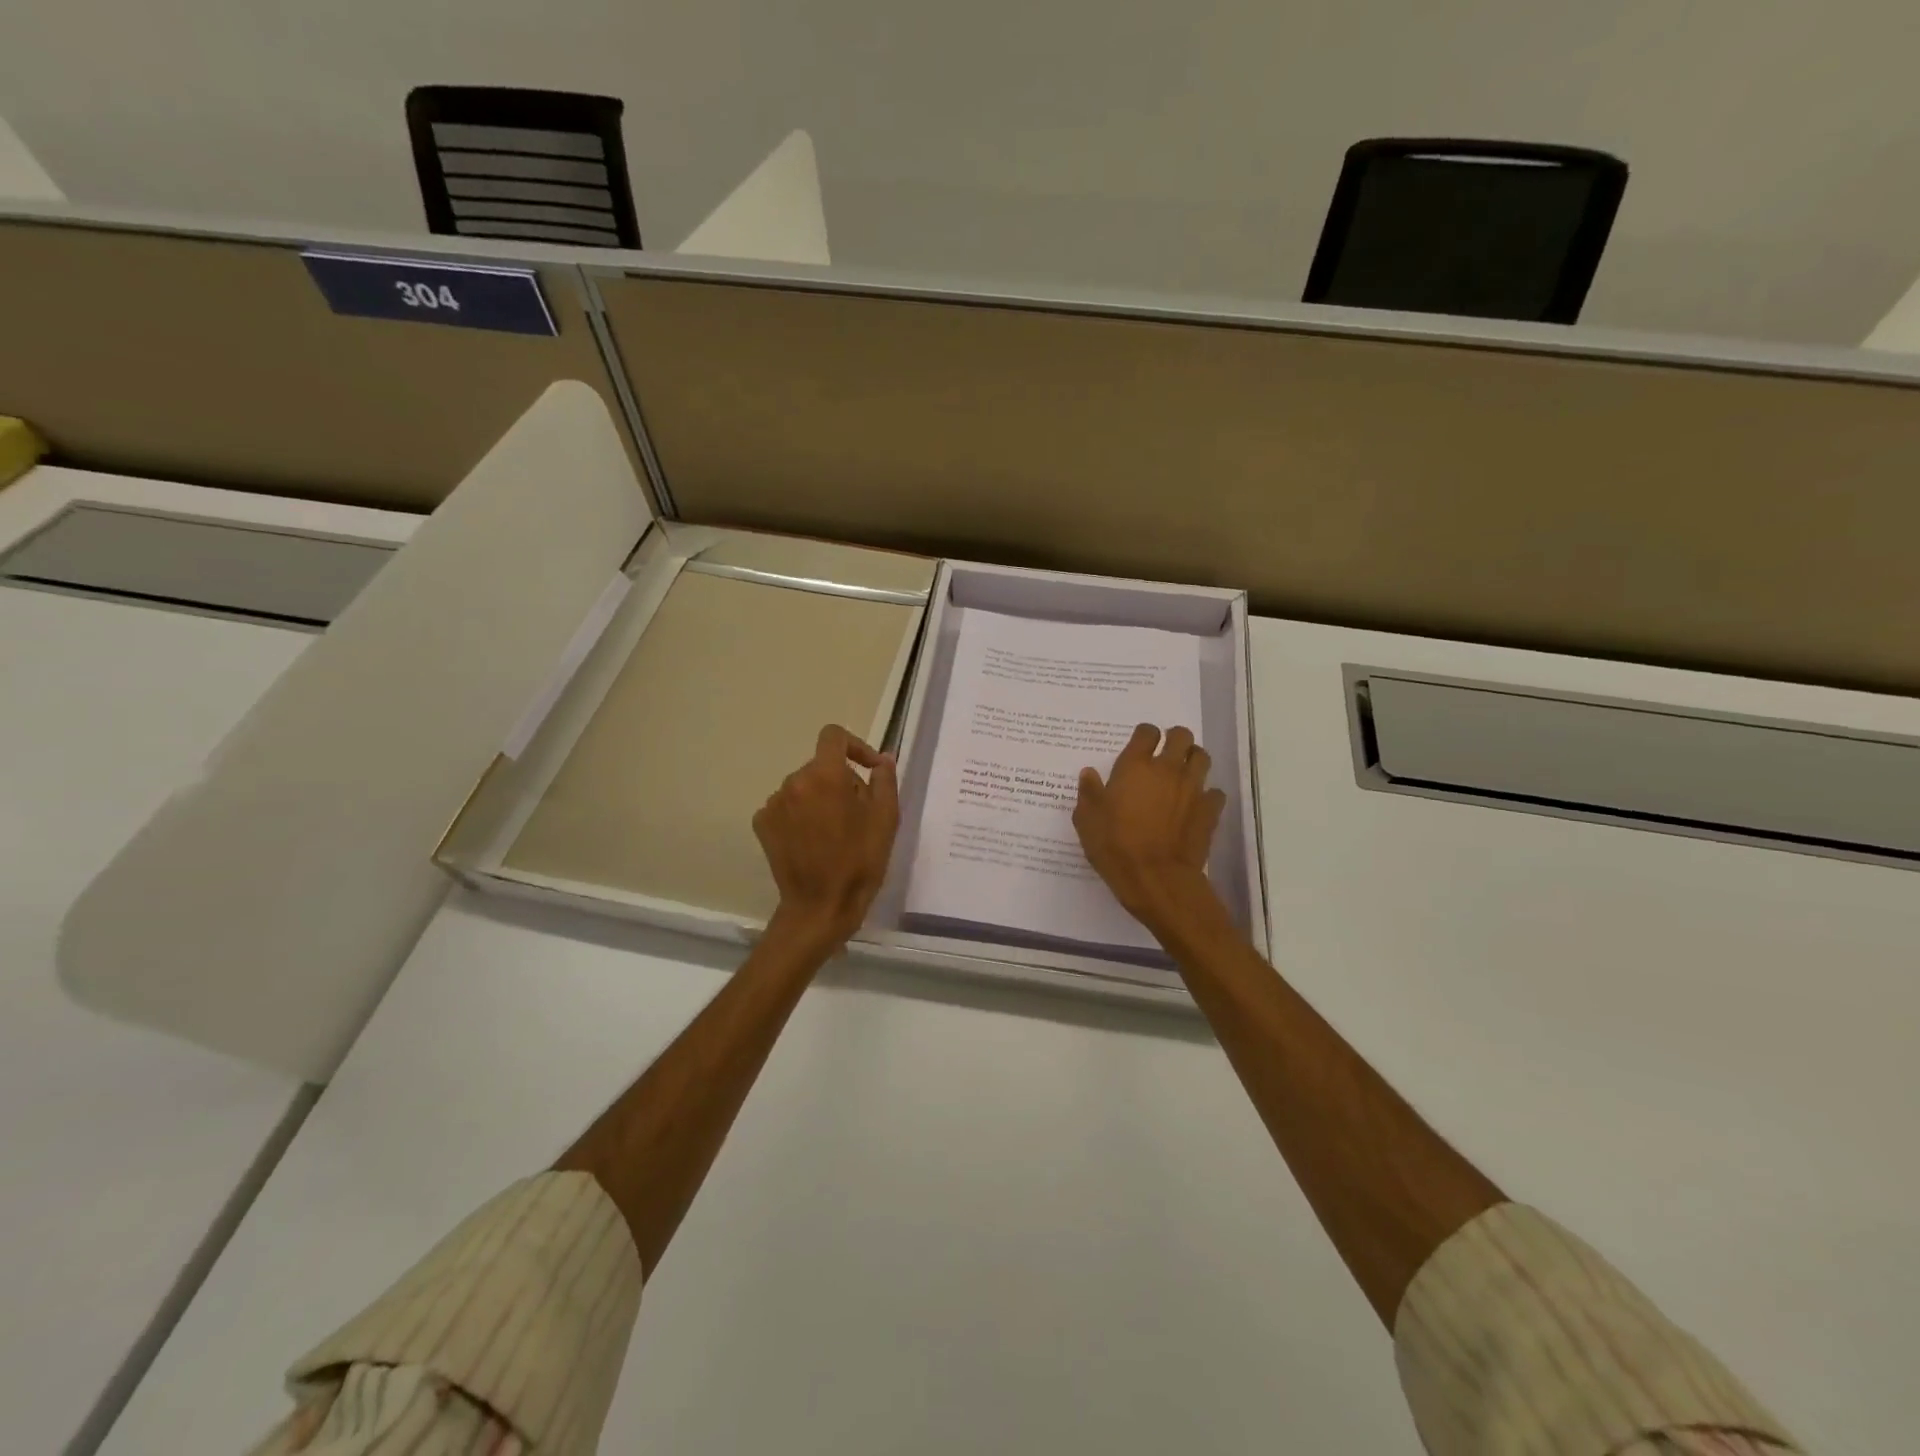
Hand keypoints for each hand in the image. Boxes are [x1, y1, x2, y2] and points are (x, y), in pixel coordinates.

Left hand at [754, 724, 899, 949]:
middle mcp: (794, 781)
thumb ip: (884, 779)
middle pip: (821, 766)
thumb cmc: (860, 861)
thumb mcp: (886, 818)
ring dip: (820, 798)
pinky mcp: (762, 824)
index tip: (869, 769)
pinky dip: (801, 815)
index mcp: (825, 775)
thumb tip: (880, 760)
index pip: (834, 736)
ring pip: (804, 787)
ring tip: (835, 831)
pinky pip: (787, 806)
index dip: (855, 746)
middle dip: (841, 781)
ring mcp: (774, 803)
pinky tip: (812, 840)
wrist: (820, 906)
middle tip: (859, 813)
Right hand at [1074, 723, 1227, 938]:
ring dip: (1193, 760)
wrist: (1156, 877)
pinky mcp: (1209, 810)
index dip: (1144, 735)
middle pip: (1181, 736)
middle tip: (1165, 753)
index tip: (1139, 745)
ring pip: (1202, 758)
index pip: (1147, 732)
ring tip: (1183, 773)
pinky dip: (1207, 794)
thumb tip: (1089, 773)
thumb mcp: (1087, 820)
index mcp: (1135, 766)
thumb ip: (1088, 793)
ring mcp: (1192, 788)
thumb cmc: (1115, 846)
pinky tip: (1196, 804)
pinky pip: (1214, 792)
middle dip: (1175, 740)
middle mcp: (1167, 769)